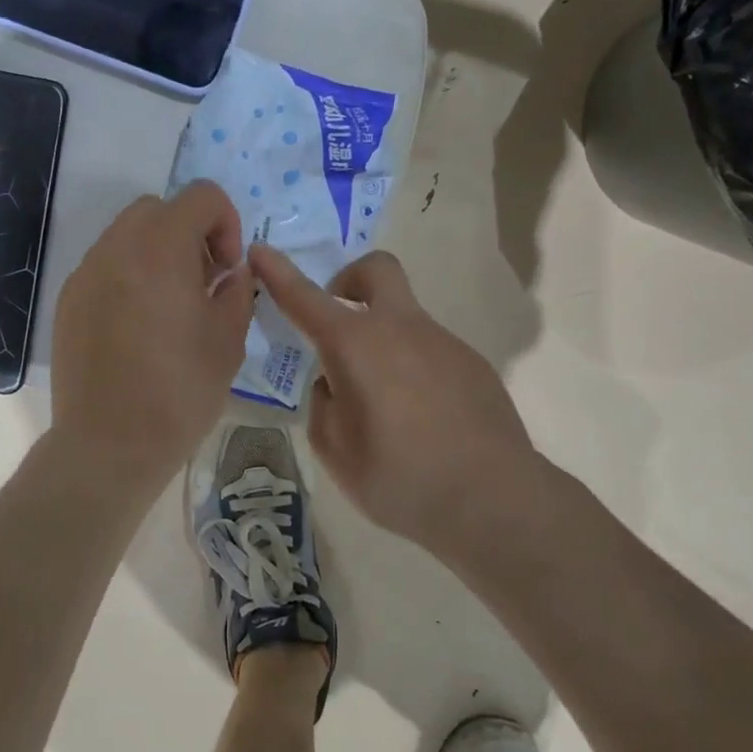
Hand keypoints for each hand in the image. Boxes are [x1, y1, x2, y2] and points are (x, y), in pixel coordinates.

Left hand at [51, 182, 254, 481]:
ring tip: (170, 305)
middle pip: (159, 209)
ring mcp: (86, 272)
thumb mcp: (228, 339)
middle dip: (189, 233)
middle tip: (201, 282)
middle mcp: (117, 247)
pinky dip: (128, 275)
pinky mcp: (69, 299)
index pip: (202, 196)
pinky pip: (105, 266)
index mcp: (161, 248)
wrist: (109, 444)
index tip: (227, 269)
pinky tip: (137, 325)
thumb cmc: (179, 391)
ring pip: (128, 235)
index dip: (227, 223)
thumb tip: (231, 272)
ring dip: (157, 252)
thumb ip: (237, 290)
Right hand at [248, 245, 538, 552]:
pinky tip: (423, 420)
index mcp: (356, 344)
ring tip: (386, 406)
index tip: (259, 251)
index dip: (277, 272)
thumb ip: (323, 404)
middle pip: (375, 268)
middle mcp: (399, 328)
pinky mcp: (472, 363)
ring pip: (404, 318)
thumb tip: (335, 382)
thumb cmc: (400, 478)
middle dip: (350, 279)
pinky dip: (413, 368)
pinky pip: (430, 351)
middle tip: (340, 321)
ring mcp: (442, 341)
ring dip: (383, 340)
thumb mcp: (334, 449)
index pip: (305, 297)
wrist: (494, 500)